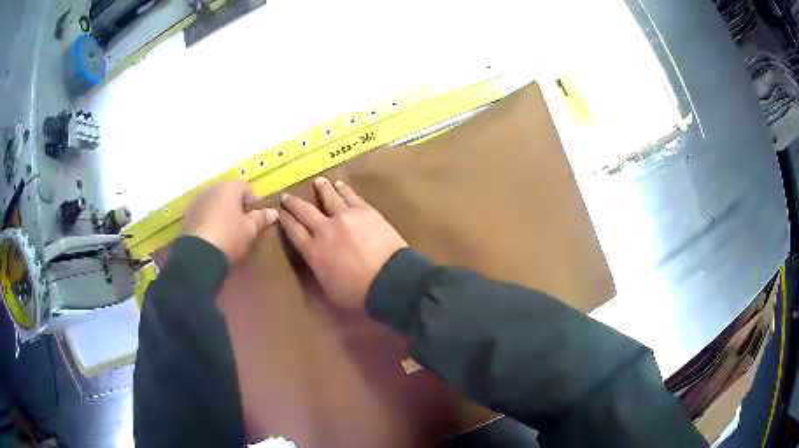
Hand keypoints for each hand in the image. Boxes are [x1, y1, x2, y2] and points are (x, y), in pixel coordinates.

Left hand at [182, 181, 277, 264]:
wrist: (198, 256)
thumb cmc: (228, 237)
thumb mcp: (250, 230)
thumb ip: (261, 218)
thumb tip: (274, 212)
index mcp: (228, 188)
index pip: (245, 187)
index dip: (253, 201)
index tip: (256, 216)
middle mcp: (211, 189)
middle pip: (228, 193)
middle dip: (235, 205)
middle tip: (242, 223)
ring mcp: (197, 202)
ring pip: (214, 203)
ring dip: (221, 212)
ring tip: (226, 230)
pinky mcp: (187, 216)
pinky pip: (203, 213)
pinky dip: (209, 220)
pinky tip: (213, 235)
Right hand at [279, 177, 407, 308]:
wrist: (390, 280)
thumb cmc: (358, 293)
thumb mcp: (328, 288)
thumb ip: (318, 268)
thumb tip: (315, 257)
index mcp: (313, 251)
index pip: (294, 231)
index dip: (286, 220)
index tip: (280, 213)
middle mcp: (325, 229)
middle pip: (305, 211)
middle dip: (293, 203)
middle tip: (286, 196)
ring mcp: (345, 217)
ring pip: (329, 197)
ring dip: (321, 189)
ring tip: (317, 181)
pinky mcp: (365, 211)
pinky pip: (350, 196)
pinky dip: (343, 189)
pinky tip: (340, 184)